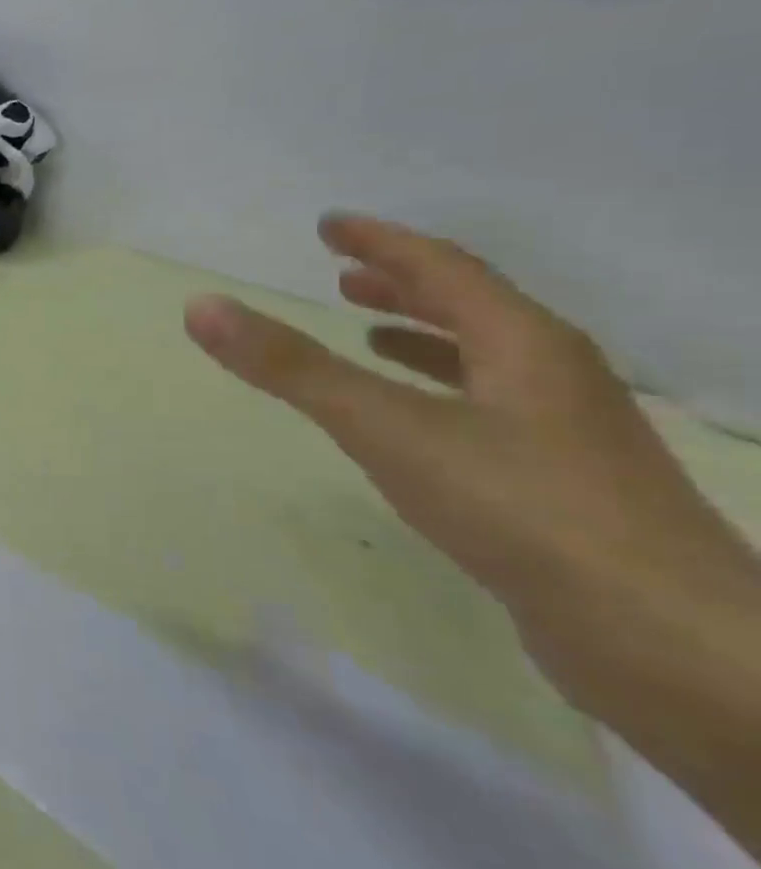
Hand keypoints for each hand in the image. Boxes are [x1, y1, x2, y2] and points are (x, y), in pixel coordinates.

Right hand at [183, 215, 752, 642]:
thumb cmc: (520, 508)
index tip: (329, 225)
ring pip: (482, 360)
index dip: (381, 241)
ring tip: (367, 333)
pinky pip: (487, 409)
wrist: (667, 643)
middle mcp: (552, 374)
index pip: (442, 267)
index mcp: (523, 343)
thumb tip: (201, 306)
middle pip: (471, 307)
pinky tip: (412, 422)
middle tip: (342, 273)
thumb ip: (292, 367)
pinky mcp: (562, 485)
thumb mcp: (386, 428)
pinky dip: (439, 392)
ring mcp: (565, 432)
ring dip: (422, 336)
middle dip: (402, 284)